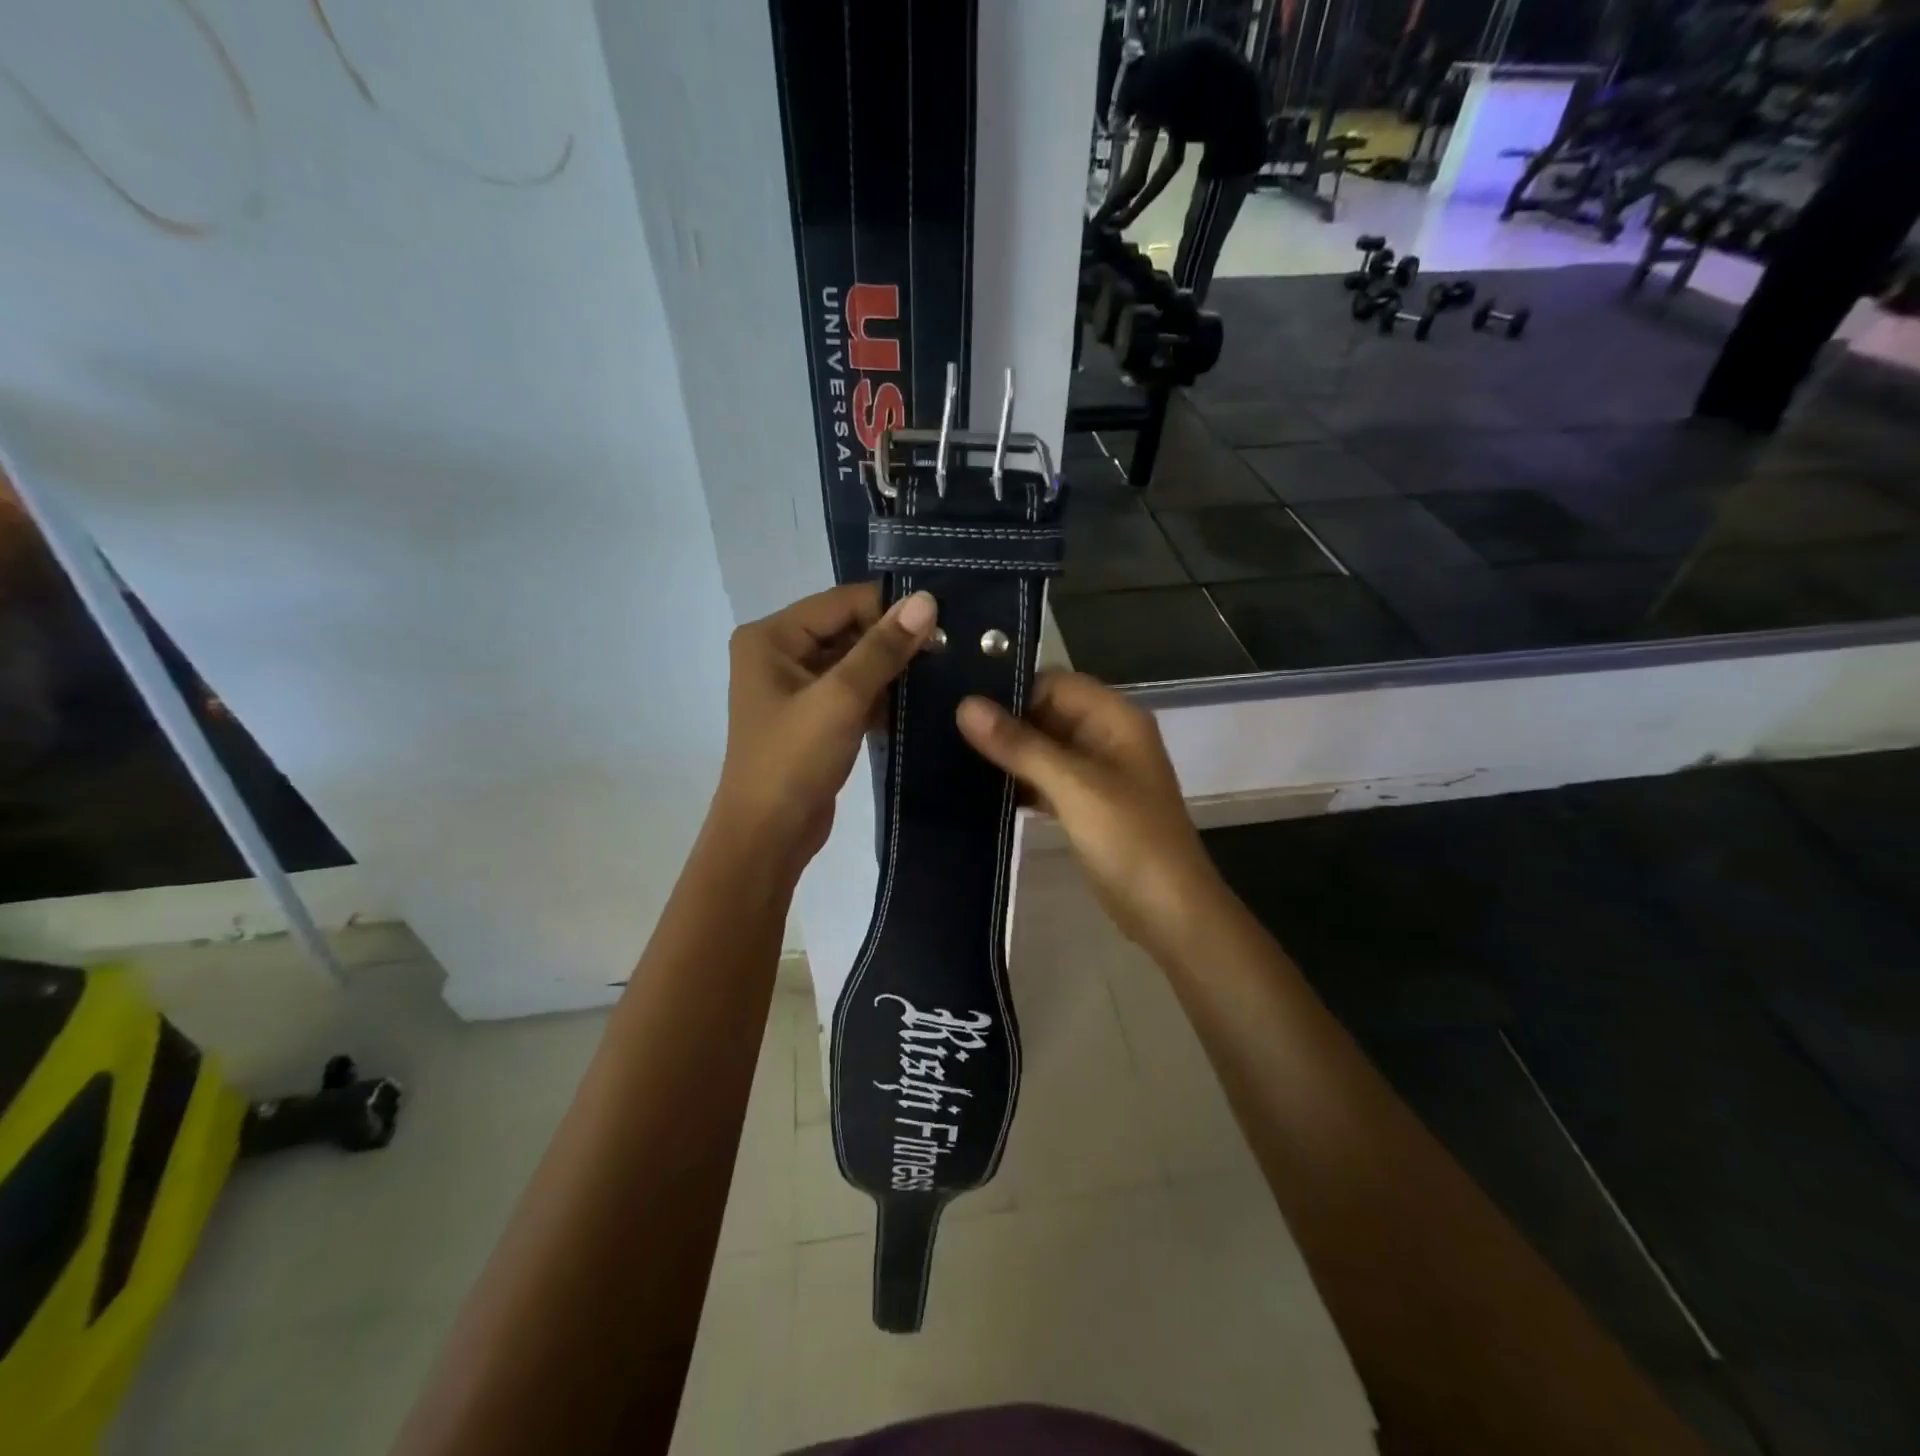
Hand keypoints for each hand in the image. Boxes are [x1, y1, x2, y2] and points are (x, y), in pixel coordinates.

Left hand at [715, 583, 937, 867]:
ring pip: (854, 662)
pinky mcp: (814, 717)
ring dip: (891, 669)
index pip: (841, 602)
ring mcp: (796, 687)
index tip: (942, 624)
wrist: (767, 836)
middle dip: (893, 640)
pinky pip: (853, 691)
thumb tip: (925, 600)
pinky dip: (881, 695)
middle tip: (949, 650)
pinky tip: (919, 702)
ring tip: (942, 672)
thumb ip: (883, 648)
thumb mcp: (840, 698)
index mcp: (771, 637)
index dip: (890, 608)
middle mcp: (779, 653)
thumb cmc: (793, 761)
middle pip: (847, 629)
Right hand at [956, 671, 1224, 952]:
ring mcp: (1097, 773)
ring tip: (953, 755)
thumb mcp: (1073, 786)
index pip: (1055, 683)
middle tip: (946, 731)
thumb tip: (965, 706)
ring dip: (1009, 754)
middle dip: (1005, 722)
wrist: (1169, 912)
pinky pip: (1046, 779)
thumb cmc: (1129, 840)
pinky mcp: (1086, 804)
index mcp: (1115, 719)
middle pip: (1048, 713)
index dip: (1013, 691)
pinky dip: (1020, 782)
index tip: (962, 705)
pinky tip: (980, 790)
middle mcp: (1107, 737)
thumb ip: (1020, 745)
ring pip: (1044, 748)